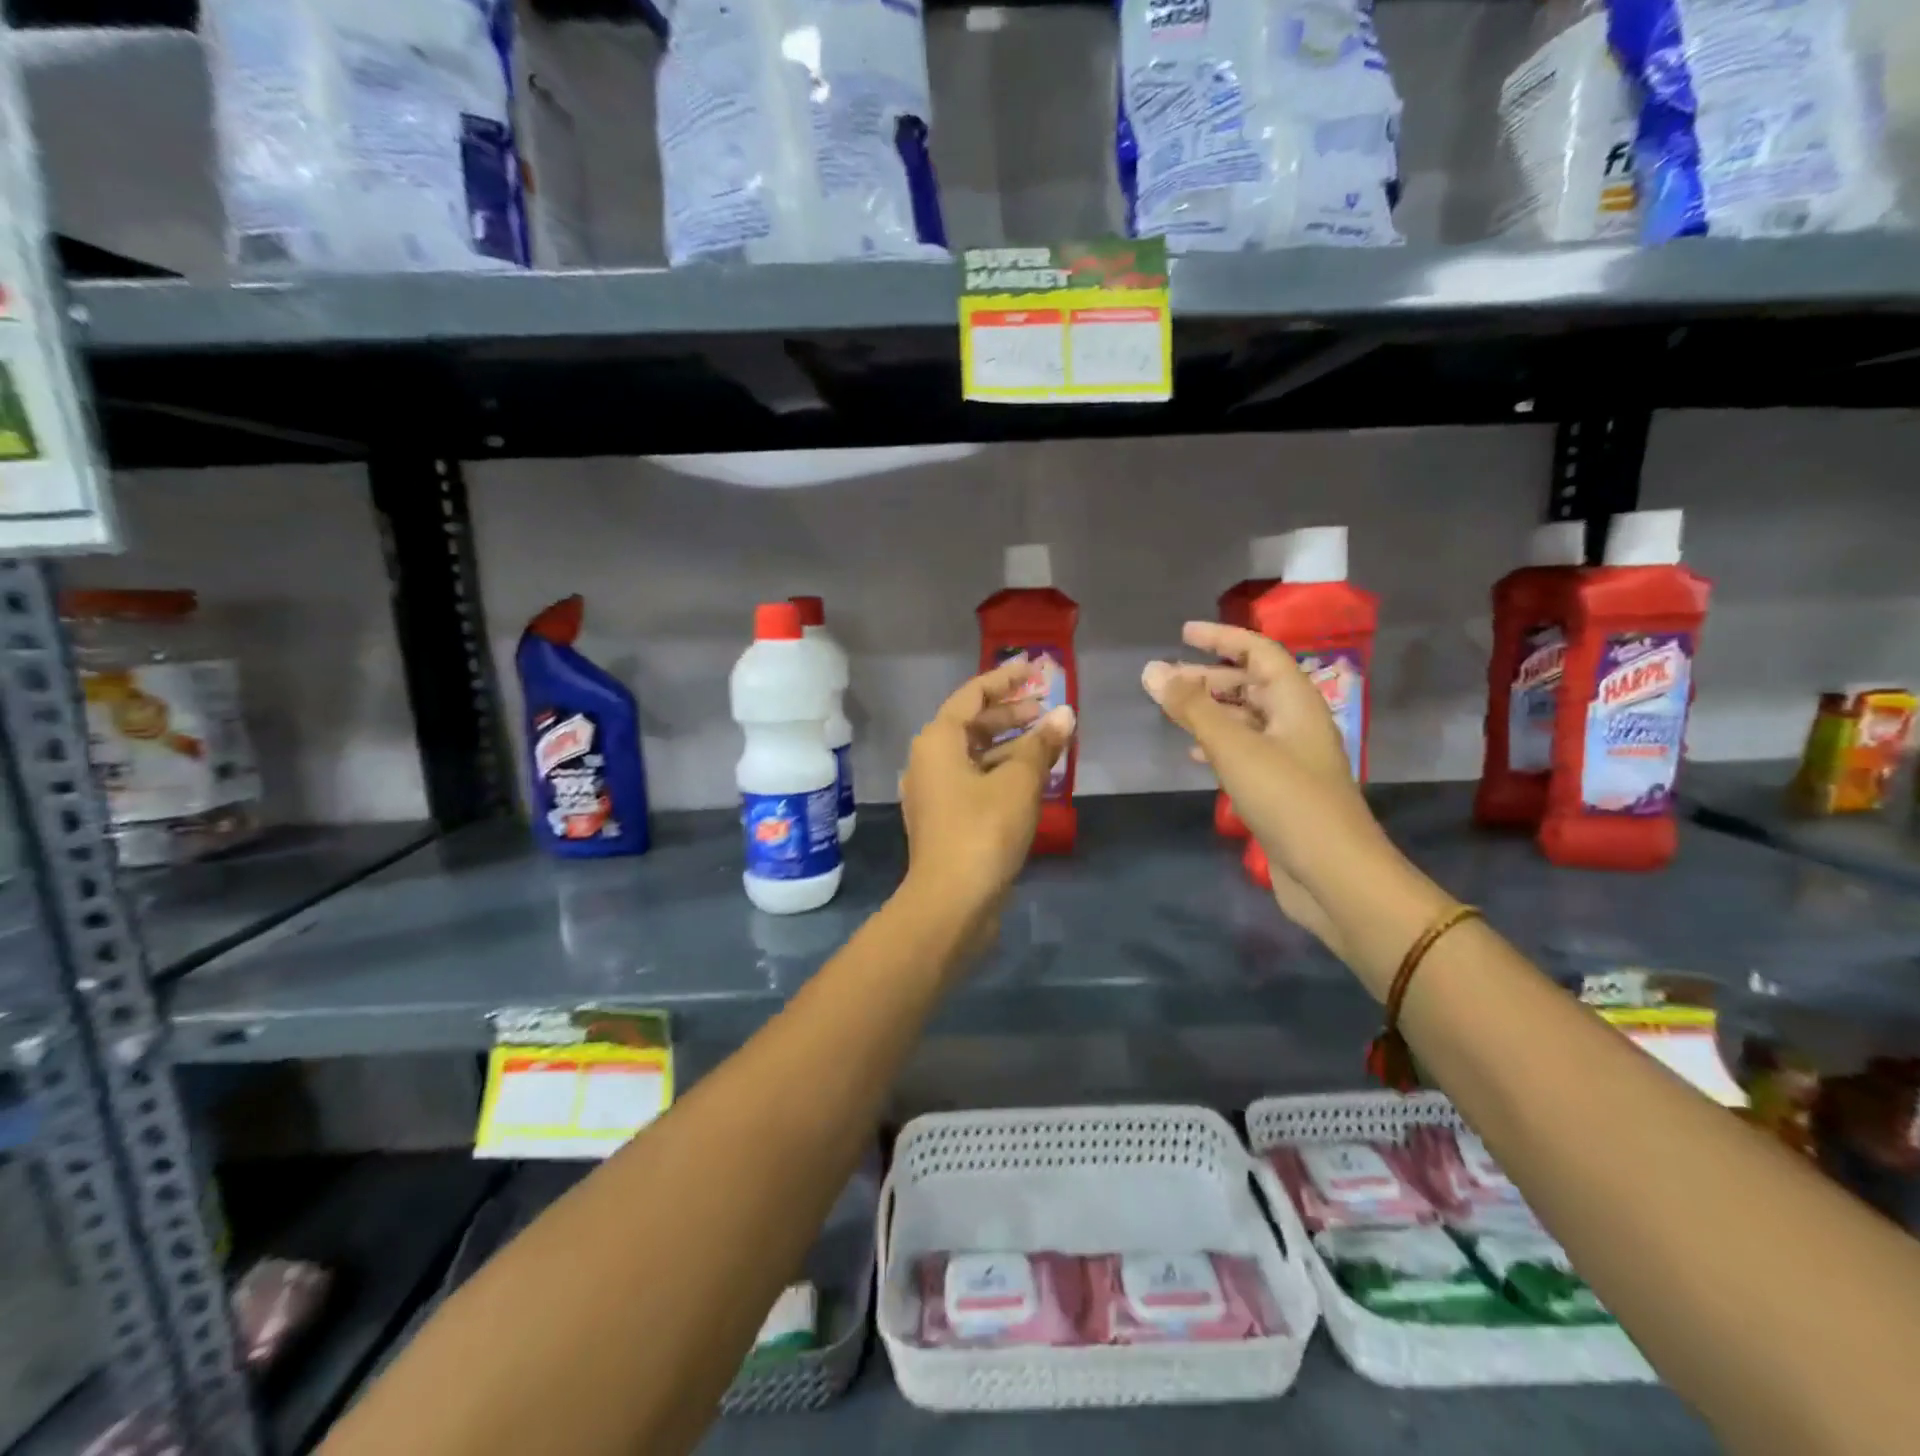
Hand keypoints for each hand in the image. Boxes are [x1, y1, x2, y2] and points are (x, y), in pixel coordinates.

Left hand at [900, 656, 1076, 927]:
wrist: (951, 902)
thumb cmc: (983, 830)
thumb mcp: (1019, 782)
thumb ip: (1041, 745)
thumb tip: (1065, 715)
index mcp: (938, 741)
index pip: (972, 695)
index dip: (1004, 679)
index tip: (1034, 668)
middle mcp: (929, 761)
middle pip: (972, 725)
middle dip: (1010, 713)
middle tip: (1047, 707)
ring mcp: (935, 792)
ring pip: (976, 755)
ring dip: (1011, 745)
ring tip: (1050, 740)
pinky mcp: (947, 819)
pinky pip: (977, 780)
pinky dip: (1003, 772)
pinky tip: (1034, 777)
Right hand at [1141, 622, 1378, 953]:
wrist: (1333, 874)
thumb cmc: (1287, 800)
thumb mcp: (1234, 747)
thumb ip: (1191, 708)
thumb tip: (1152, 669)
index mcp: (1296, 702)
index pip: (1260, 652)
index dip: (1222, 638)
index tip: (1183, 632)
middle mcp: (1296, 723)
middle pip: (1253, 684)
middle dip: (1210, 676)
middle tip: (1167, 677)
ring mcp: (1291, 758)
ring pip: (1247, 719)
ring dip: (1212, 710)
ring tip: (1172, 710)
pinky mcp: (1281, 789)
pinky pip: (1246, 752)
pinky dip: (1218, 744)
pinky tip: (1194, 754)